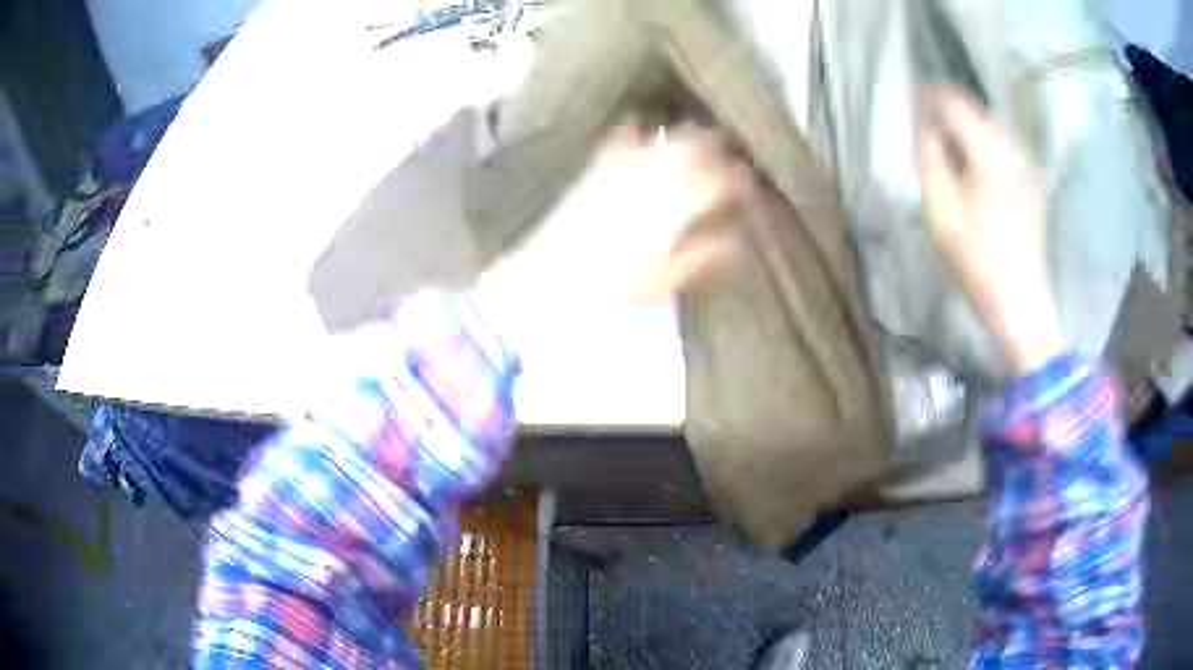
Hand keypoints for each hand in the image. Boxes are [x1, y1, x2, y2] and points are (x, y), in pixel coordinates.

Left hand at [473, 123, 744, 349]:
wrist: (546, 283)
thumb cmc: (613, 288)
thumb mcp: (667, 277)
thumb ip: (707, 251)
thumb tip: (738, 236)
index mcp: (677, 200)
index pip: (721, 178)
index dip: (740, 181)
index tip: (749, 190)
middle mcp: (654, 170)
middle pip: (697, 142)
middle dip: (719, 148)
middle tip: (729, 165)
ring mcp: (623, 162)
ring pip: (667, 135)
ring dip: (688, 139)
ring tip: (697, 154)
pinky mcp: (598, 165)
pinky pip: (626, 137)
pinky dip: (645, 136)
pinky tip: (650, 142)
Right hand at [917, 86, 1063, 374]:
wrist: (1022, 305)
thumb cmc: (977, 261)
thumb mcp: (940, 210)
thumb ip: (930, 158)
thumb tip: (925, 124)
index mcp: (988, 151)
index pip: (953, 100)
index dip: (928, 97)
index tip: (909, 105)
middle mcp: (1011, 148)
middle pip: (973, 107)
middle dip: (945, 111)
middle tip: (924, 135)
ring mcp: (1025, 165)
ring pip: (987, 125)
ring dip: (963, 128)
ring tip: (945, 154)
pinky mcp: (1030, 181)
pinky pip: (1000, 146)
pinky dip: (980, 145)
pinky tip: (972, 170)